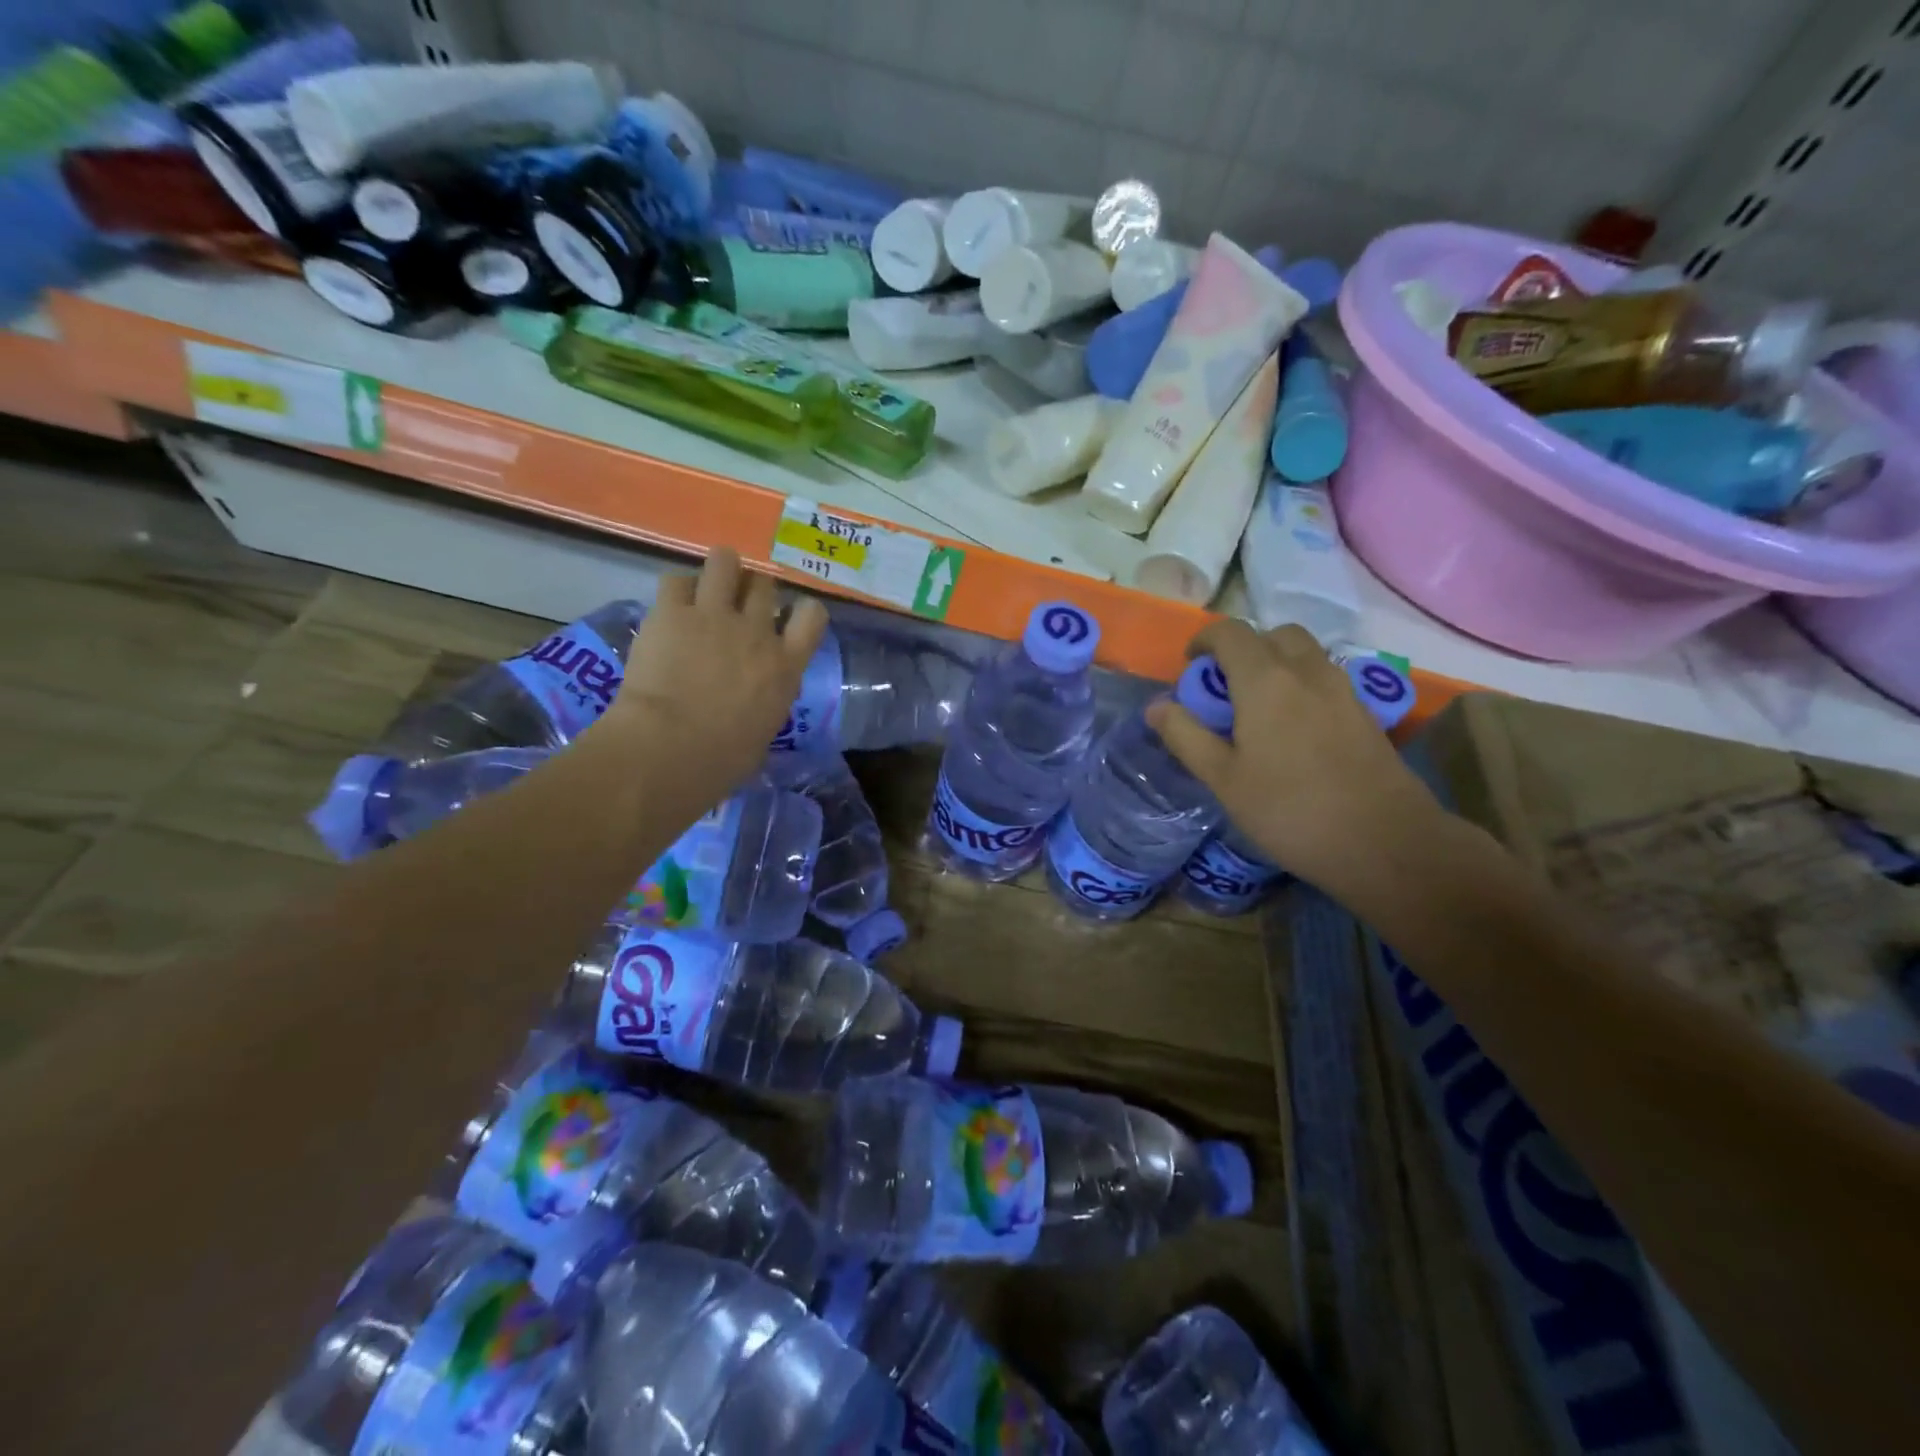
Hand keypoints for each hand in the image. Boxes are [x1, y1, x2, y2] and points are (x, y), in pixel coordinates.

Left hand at [600, 549, 828, 800]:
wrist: (671, 748)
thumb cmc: (723, 760)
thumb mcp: (764, 732)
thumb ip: (766, 702)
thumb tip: (757, 701)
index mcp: (785, 665)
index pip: (813, 615)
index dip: (800, 611)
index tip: (786, 620)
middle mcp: (756, 631)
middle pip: (764, 585)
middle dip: (751, 590)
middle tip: (734, 607)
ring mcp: (714, 615)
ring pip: (725, 562)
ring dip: (718, 572)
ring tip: (706, 588)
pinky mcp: (672, 612)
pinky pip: (676, 580)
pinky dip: (676, 590)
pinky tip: (670, 606)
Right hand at [1146, 620, 1442, 894]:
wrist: (1386, 843)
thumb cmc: (1290, 810)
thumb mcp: (1223, 779)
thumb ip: (1186, 736)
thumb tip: (1156, 705)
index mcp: (1266, 680)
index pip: (1231, 632)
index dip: (1205, 640)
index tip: (1190, 667)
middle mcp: (1307, 671)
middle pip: (1274, 635)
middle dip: (1245, 649)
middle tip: (1226, 688)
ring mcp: (1343, 690)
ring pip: (1305, 654)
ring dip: (1276, 665)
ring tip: (1258, 710)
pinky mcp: (1365, 713)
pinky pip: (1326, 679)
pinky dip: (1302, 686)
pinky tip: (1294, 732)